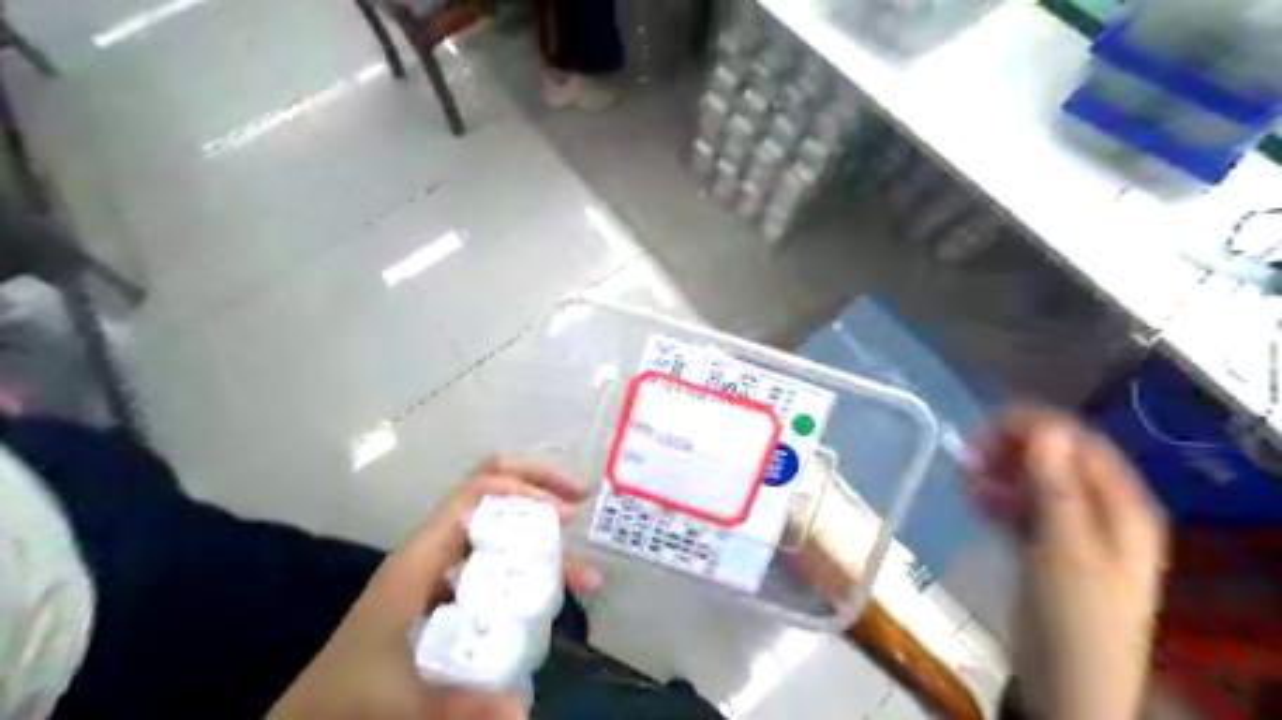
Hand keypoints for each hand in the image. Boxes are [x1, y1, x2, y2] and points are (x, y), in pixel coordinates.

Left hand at [264, 458, 600, 719]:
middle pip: (490, 495)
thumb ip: (457, 706)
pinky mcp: (448, 594)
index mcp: (421, 557)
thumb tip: (519, 712)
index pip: (476, 493)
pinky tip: (552, 593)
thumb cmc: (348, 697)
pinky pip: (494, 563)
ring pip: (497, 531)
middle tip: (578, 505)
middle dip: (538, 491)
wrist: (314, 718)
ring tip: (584, 574)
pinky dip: (528, 567)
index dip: (523, 489)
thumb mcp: (402, 701)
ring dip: (541, 538)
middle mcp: (434, 552)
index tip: (564, 513)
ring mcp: (441, 571)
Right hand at [974, 407, 1167, 719]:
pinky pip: (1020, 507)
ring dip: (999, 475)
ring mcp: (1071, 528)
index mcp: (1121, 505)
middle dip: (1011, 452)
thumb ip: (1057, 487)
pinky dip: (997, 499)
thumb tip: (1045, 429)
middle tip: (969, 457)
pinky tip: (973, 499)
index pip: (1079, 444)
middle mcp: (1099, 509)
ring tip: (965, 480)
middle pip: (1054, 460)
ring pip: (1032, 482)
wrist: (1066, 681)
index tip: (984, 429)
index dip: (1034, 428)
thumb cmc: (1076, 614)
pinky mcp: (1044, 546)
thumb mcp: (1066, 548)